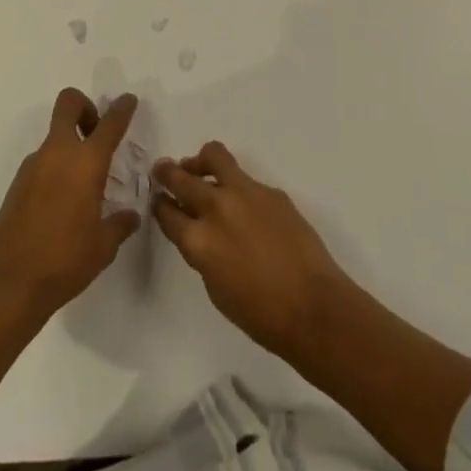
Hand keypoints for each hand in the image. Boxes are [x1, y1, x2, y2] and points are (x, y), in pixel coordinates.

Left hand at [0, 88, 141, 318]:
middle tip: (96, 133)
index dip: (122, 108)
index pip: (110, 123)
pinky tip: (61, 204)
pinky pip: (42, 162)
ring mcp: (33, 166)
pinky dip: (55, 169)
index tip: (128, 102)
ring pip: (54, 136)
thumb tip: (130, 216)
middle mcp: (58, 154)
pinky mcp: (17, 183)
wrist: (8, 284)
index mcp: (86, 163)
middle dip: (85, 107)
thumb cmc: (64, 261)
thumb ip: (120, 224)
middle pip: (68, 104)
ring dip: (70, 145)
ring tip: (82, 185)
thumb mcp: (103, 246)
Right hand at [154, 141, 352, 361]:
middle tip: (162, 170)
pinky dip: (235, 184)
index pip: (167, 212)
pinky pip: (244, 178)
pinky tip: (243, 204)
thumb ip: (202, 251)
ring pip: (214, 156)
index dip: (160, 205)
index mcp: (198, 241)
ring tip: (198, 169)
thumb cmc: (259, 313)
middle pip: (182, 177)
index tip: (158, 199)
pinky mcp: (269, 190)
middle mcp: (217, 208)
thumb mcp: (215, 287)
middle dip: (168, 173)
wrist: (312, 306)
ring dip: (200, 162)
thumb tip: (201, 230)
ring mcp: (245, 193)